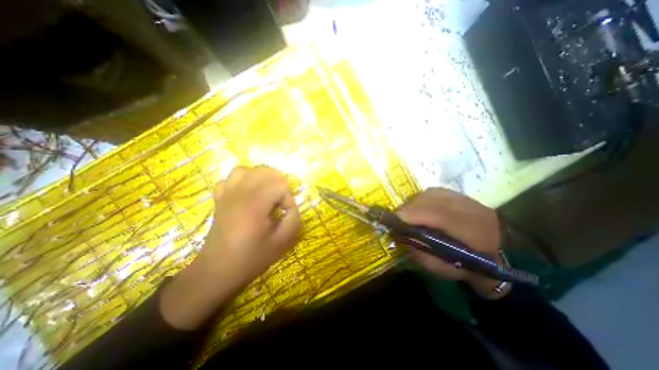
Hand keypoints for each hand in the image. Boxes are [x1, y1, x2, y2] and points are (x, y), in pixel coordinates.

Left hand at [195, 166, 299, 285]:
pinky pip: (232, 178)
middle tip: (280, 202)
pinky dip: (244, 180)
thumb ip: (294, 219)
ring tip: (267, 193)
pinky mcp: (220, 198)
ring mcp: (227, 194)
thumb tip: (291, 205)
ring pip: (247, 170)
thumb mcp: (282, 242)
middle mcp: (239, 194)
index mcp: (254, 206)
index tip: (286, 212)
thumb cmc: (251, 259)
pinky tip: (248, 193)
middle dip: (279, 184)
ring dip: (262, 178)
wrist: (217, 271)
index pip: (279, 184)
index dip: (288, 197)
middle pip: (265, 171)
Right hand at [396, 190, 507, 298]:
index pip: (441, 216)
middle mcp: (471, 210)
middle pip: (432, 200)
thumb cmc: (473, 268)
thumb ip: (423, 255)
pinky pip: (433, 192)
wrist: (504, 255)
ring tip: (407, 214)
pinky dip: (421, 199)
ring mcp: (467, 199)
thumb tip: (403, 238)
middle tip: (397, 218)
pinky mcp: (461, 195)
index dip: (415, 214)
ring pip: (431, 194)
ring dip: (414, 203)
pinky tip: (418, 207)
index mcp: (475, 233)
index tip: (395, 219)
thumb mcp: (447, 271)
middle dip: (409, 208)